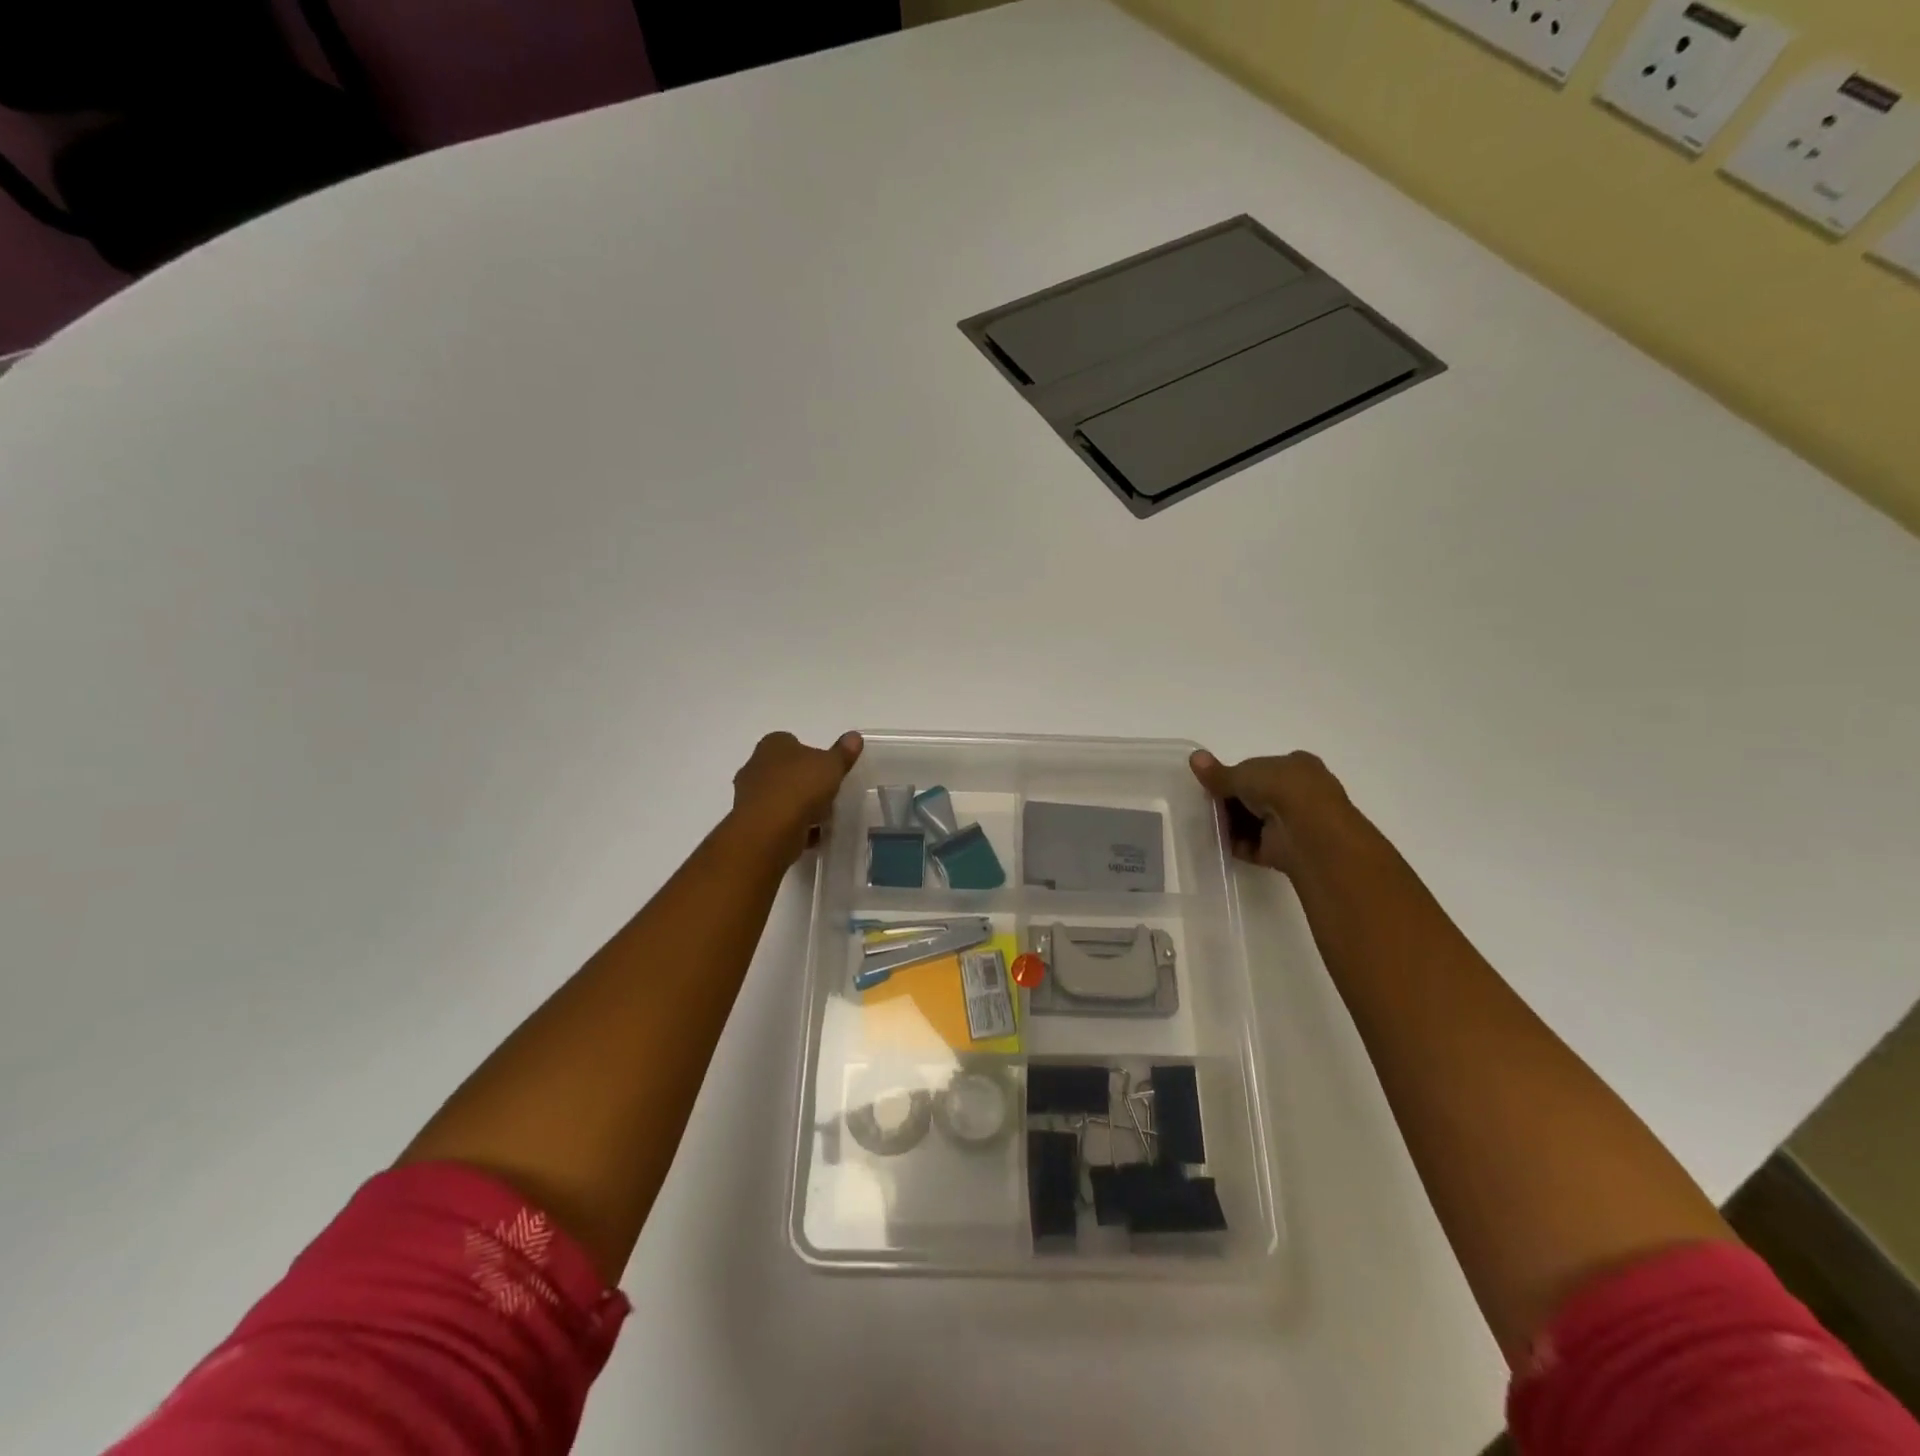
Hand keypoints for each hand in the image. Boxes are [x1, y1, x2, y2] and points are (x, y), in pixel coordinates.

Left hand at [731, 731, 863, 859]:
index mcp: (773, 745)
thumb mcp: (832, 765)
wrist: (769, 830)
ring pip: (779, 796)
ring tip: (822, 817)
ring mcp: (750, 796)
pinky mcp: (752, 823)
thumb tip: (855, 736)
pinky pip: (777, 821)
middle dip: (802, 780)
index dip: (809, 753)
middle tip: (826, 792)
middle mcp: (755, 765)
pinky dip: (792, 826)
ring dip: (797, 805)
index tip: (826, 768)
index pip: (790, 741)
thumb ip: (843, 752)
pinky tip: (811, 835)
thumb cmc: (800, 787)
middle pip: (783, 770)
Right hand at [1189, 748, 1349, 875]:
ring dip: (1234, 824)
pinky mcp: (1288, 849)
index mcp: (1296, 765)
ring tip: (1211, 826)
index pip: (1262, 768)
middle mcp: (1300, 792)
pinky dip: (1239, 845)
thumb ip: (1218, 773)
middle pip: (1257, 796)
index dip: (1237, 776)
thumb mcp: (1243, 774)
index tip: (1216, 785)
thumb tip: (1194, 757)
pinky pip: (1257, 845)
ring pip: (1256, 821)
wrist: (1309, 832)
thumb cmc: (1281, 790)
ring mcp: (1296, 822)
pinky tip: (1221, 843)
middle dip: (1233, 802)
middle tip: (1209, 807)